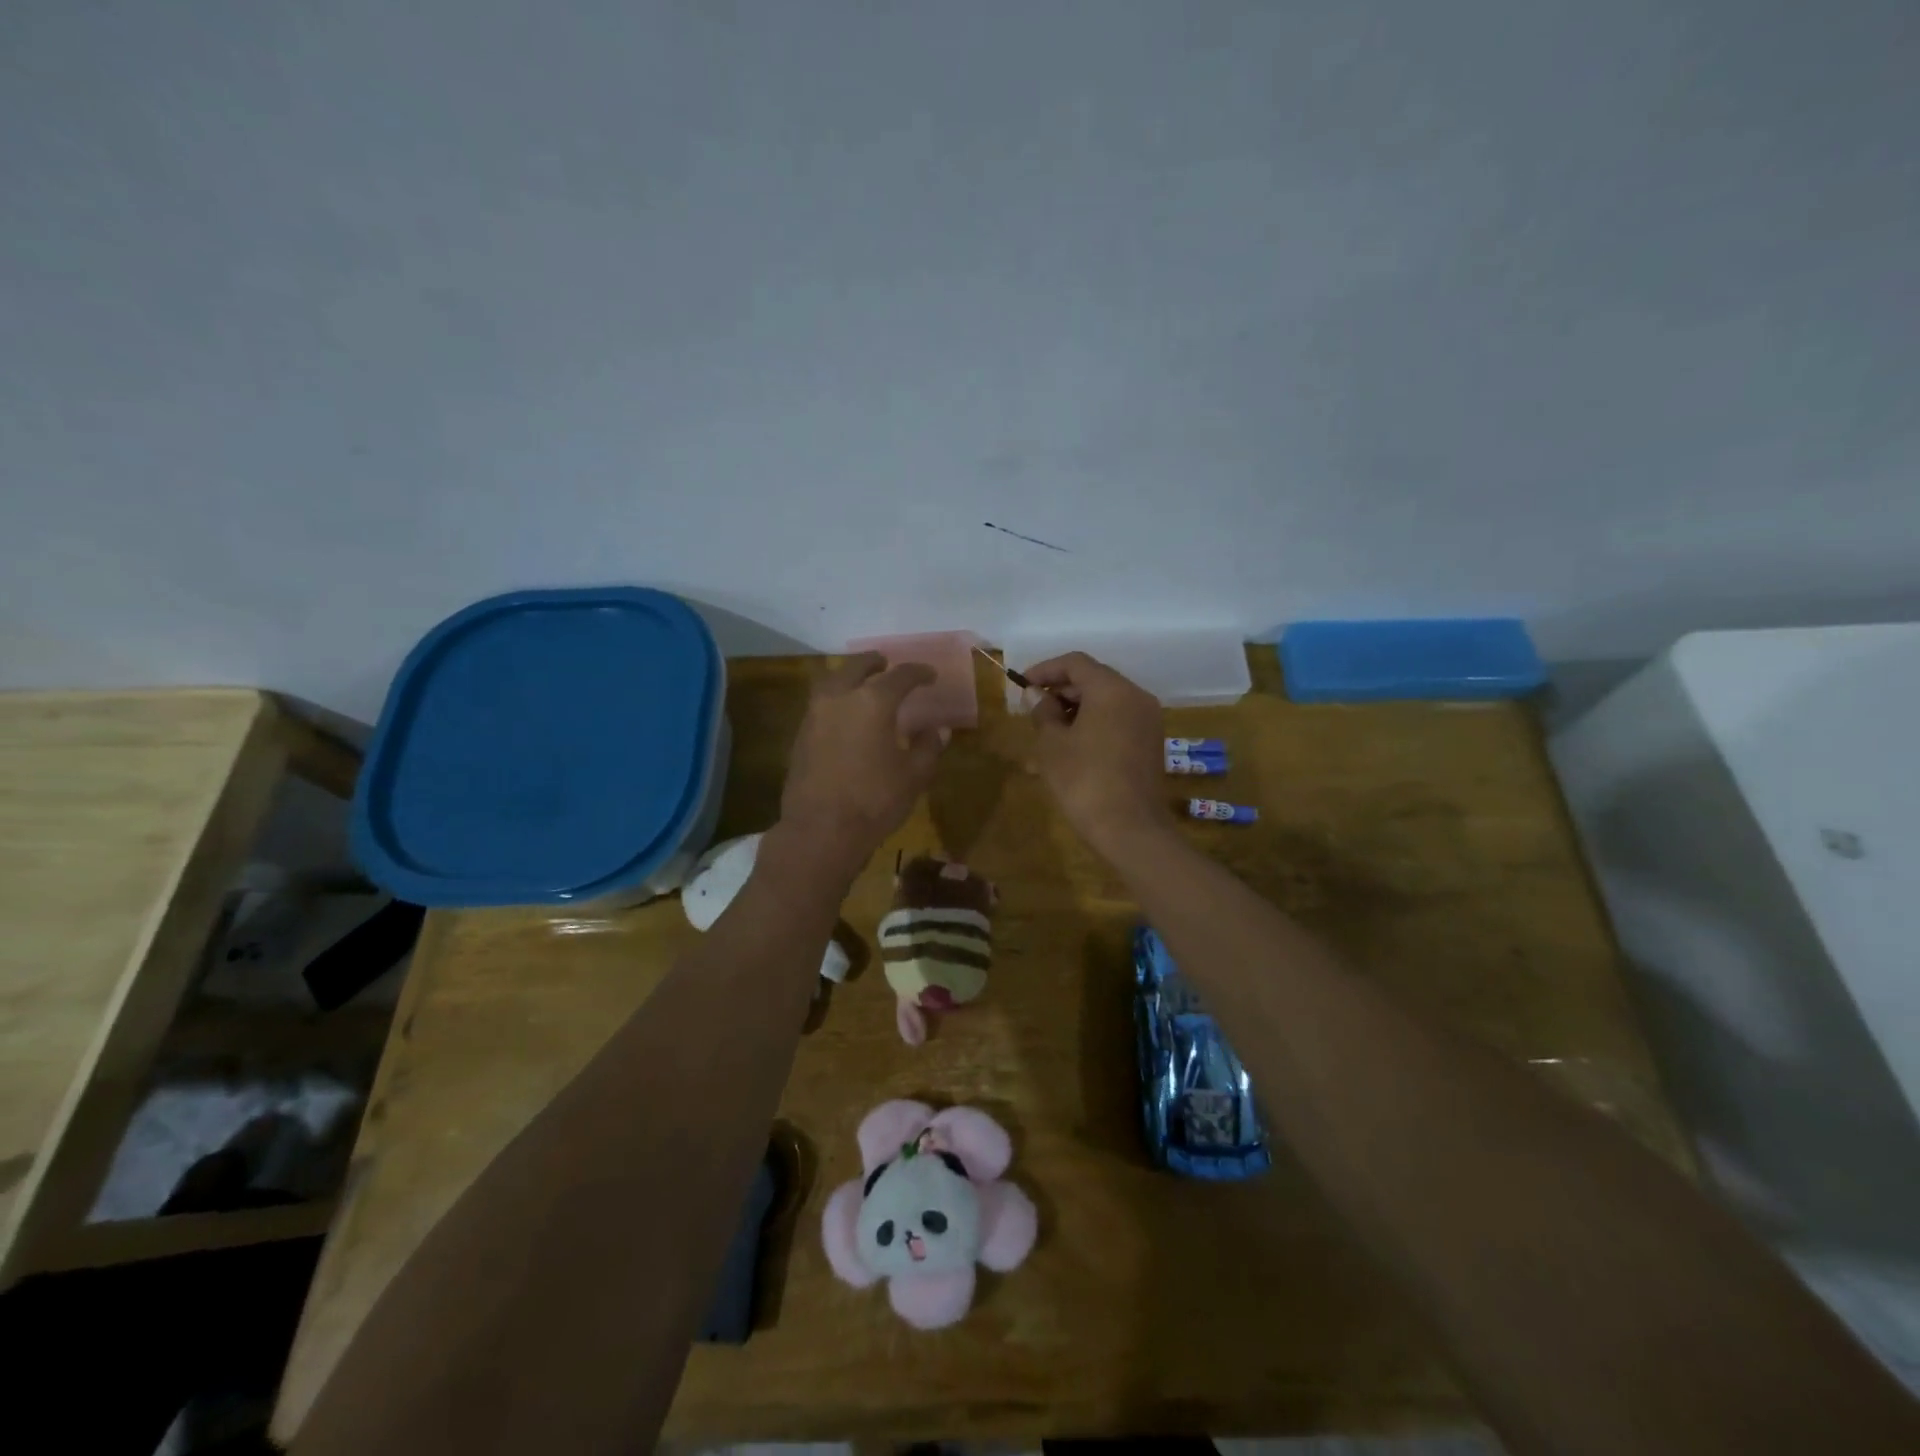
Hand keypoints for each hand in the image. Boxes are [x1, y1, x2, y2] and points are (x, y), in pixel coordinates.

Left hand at [778, 653, 947, 873]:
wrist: (820, 830)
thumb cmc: (874, 801)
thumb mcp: (914, 776)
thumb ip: (928, 747)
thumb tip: (938, 729)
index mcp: (873, 701)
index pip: (900, 676)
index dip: (919, 673)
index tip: (930, 675)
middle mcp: (840, 697)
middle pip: (857, 666)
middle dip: (874, 663)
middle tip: (886, 664)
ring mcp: (815, 715)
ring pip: (832, 680)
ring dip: (849, 676)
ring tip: (862, 683)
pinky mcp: (800, 735)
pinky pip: (820, 703)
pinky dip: (836, 698)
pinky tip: (845, 714)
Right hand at [1025, 652, 1172, 854]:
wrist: (1129, 828)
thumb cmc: (1084, 780)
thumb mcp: (1052, 744)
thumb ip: (1042, 712)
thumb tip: (1034, 695)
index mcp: (1112, 689)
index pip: (1075, 663)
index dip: (1045, 670)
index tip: (1022, 685)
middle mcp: (1136, 696)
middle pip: (1094, 679)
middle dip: (1061, 689)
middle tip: (1032, 707)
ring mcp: (1147, 719)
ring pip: (1107, 700)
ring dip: (1076, 707)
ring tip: (1048, 728)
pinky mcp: (1150, 741)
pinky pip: (1118, 718)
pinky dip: (1094, 721)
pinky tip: (1072, 743)